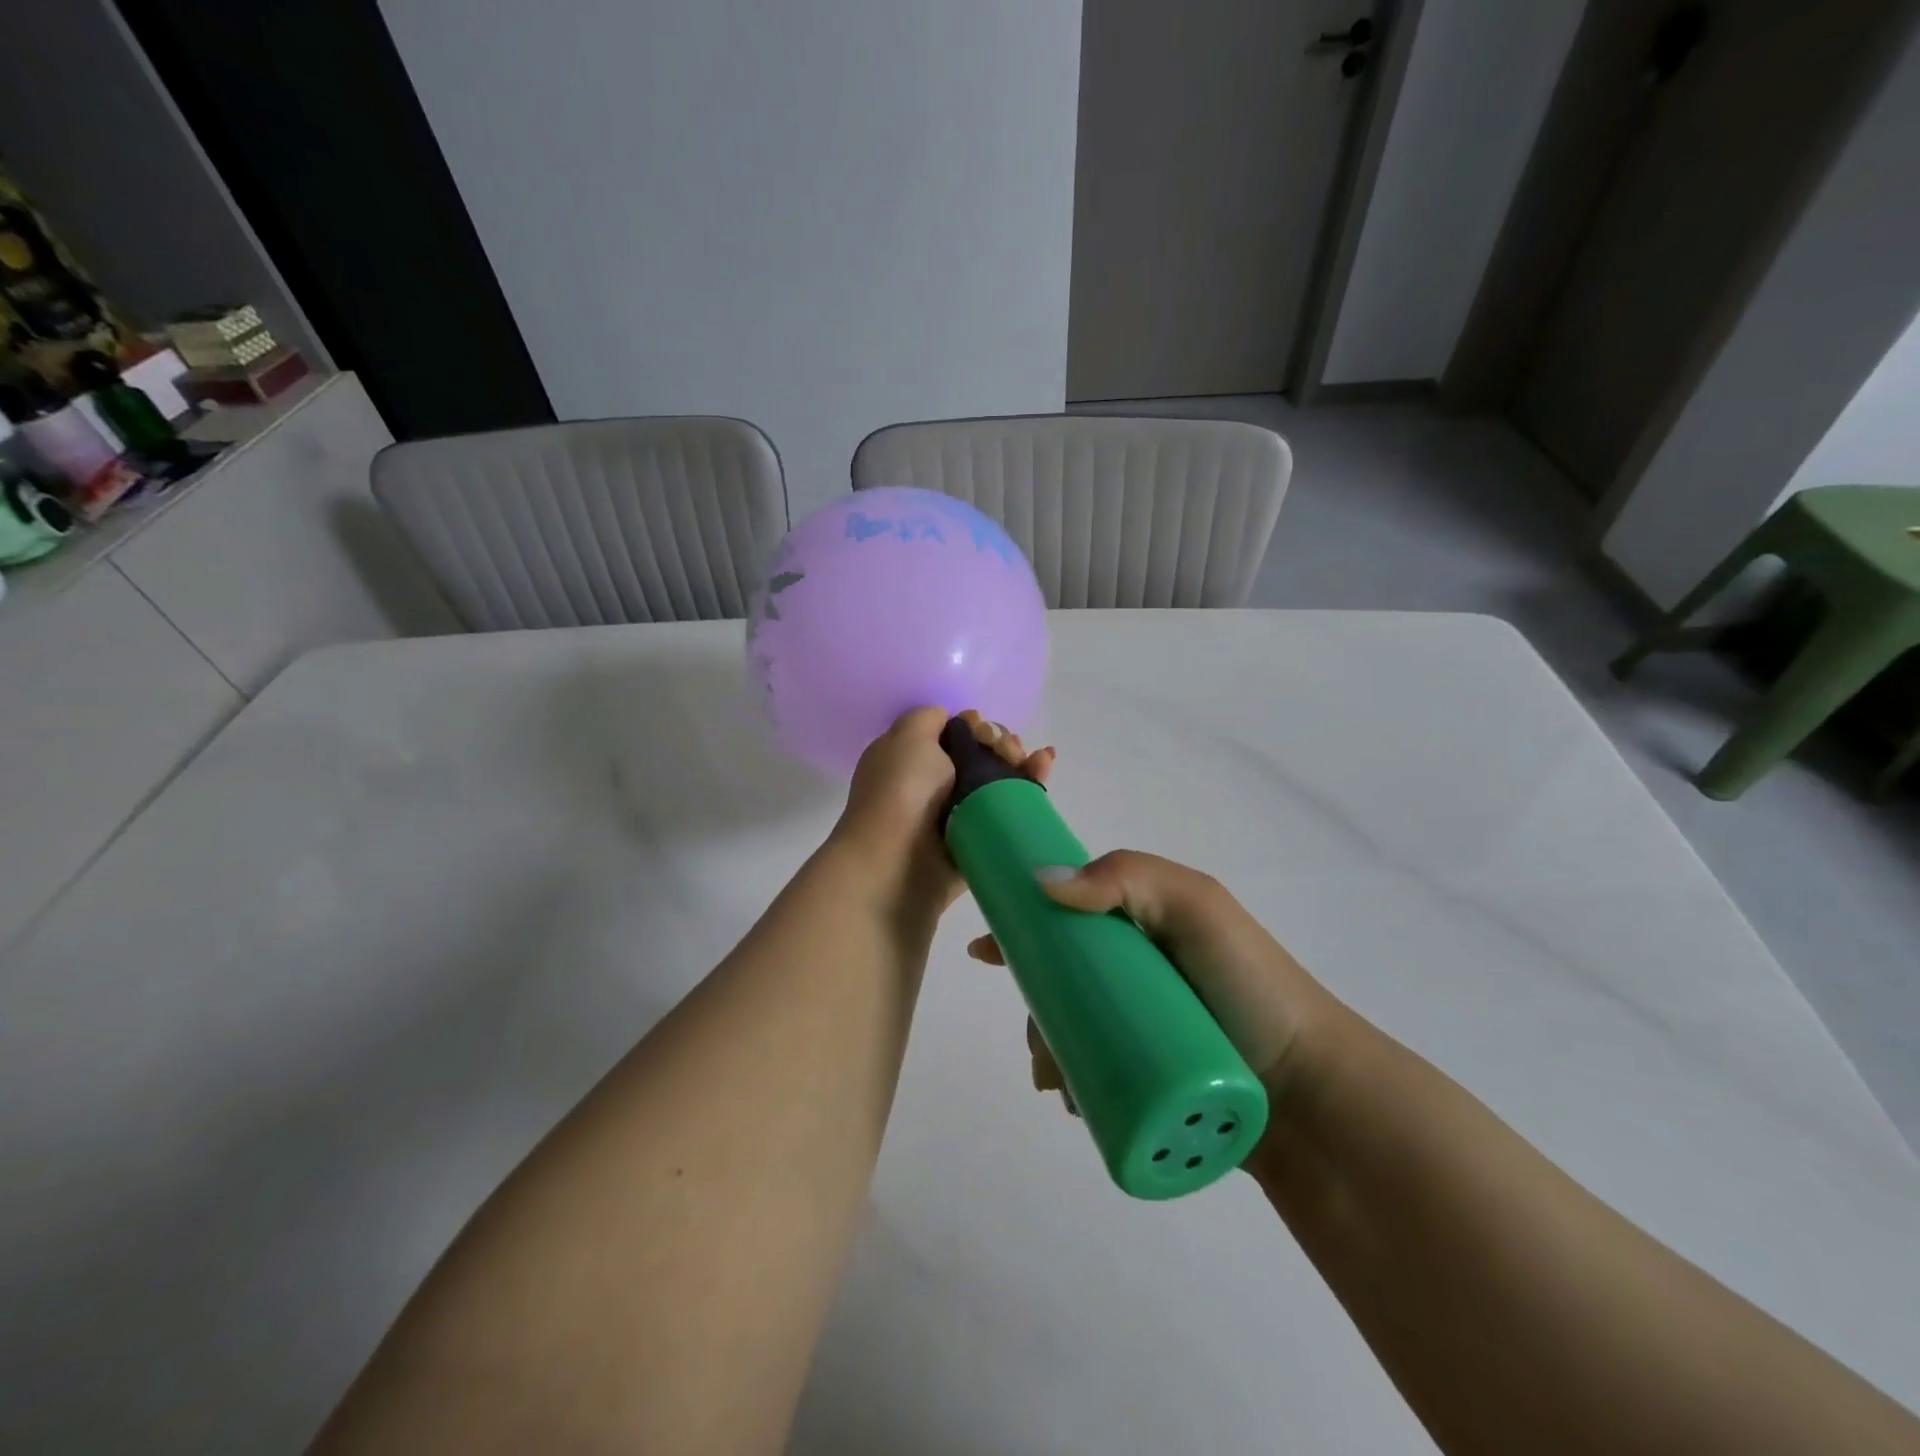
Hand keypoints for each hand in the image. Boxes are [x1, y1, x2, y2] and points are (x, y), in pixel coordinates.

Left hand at [831, 707, 1054, 911]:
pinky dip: (1029, 789)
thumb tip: (953, 722)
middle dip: (1001, 743)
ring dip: (1020, 762)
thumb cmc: (901, 792)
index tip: (980, 728)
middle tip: (1007, 751)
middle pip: (981, 755)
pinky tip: (1044, 769)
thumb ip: (929, 717)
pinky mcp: (981, 841)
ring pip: (999, 781)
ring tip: (1033, 760)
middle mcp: (933, 785)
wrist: (897, 864)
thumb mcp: (907, 736)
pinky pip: (1009, 810)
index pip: (953, 733)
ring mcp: (958, 814)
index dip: (974, 725)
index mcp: (910, 758)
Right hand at [968, 851, 1343, 1156]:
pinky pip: (1093, 1072)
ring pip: (1072, 1029)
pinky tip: (1070, 1099)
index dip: (1024, 926)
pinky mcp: (1150, 1077)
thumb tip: (1041, 882)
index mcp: (1146, 925)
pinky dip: (1069, 1081)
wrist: (1309, 1093)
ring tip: (1056, 1081)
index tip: (987, 952)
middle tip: (1038, 1043)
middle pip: (1063, 978)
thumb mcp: (1196, 907)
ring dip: (1046, 1049)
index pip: (1072, 914)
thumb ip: (1127, 877)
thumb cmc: (1248, 986)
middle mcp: (1141, 972)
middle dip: (1034, 1006)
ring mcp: (1144, 1027)